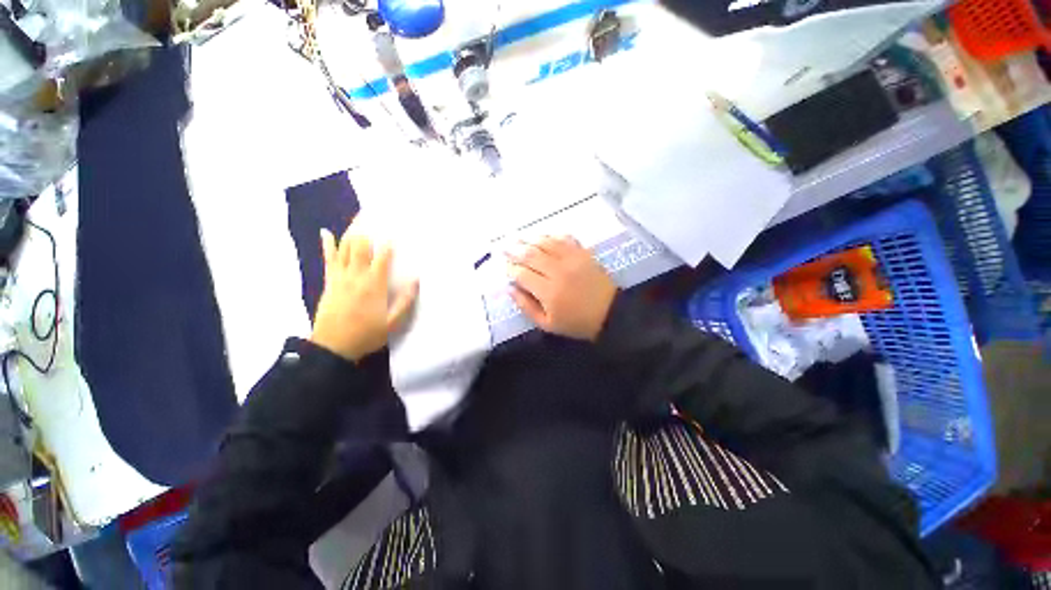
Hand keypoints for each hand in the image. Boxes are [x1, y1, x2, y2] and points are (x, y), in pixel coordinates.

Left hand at [310, 222, 418, 361]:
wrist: (333, 346)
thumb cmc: (367, 334)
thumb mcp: (393, 323)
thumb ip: (405, 301)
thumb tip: (416, 280)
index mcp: (374, 284)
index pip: (382, 257)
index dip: (389, 244)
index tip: (395, 231)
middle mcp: (356, 275)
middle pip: (361, 246)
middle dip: (369, 229)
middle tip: (375, 213)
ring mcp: (340, 277)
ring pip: (345, 248)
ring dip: (352, 231)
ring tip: (358, 217)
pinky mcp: (329, 282)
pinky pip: (328, 259)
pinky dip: (328, 245)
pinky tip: (327, 232)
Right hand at [507, 236, 616, 340]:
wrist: (610, 313)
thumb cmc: (576, 322)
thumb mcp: (547, 324)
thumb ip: (526, 306)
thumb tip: (509, 288)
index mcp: (548, 291)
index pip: (522, 274)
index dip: (509, 269)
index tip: (503, 266)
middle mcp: (558, 271)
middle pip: (531, 254)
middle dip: (514, 250)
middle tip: (503, 247)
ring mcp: (572, 259)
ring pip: (545, 243)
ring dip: (529, 239)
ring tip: (517, 239)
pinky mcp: (583, 253)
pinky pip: (564, 238)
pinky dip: (551, 235)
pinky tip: (543, 236)